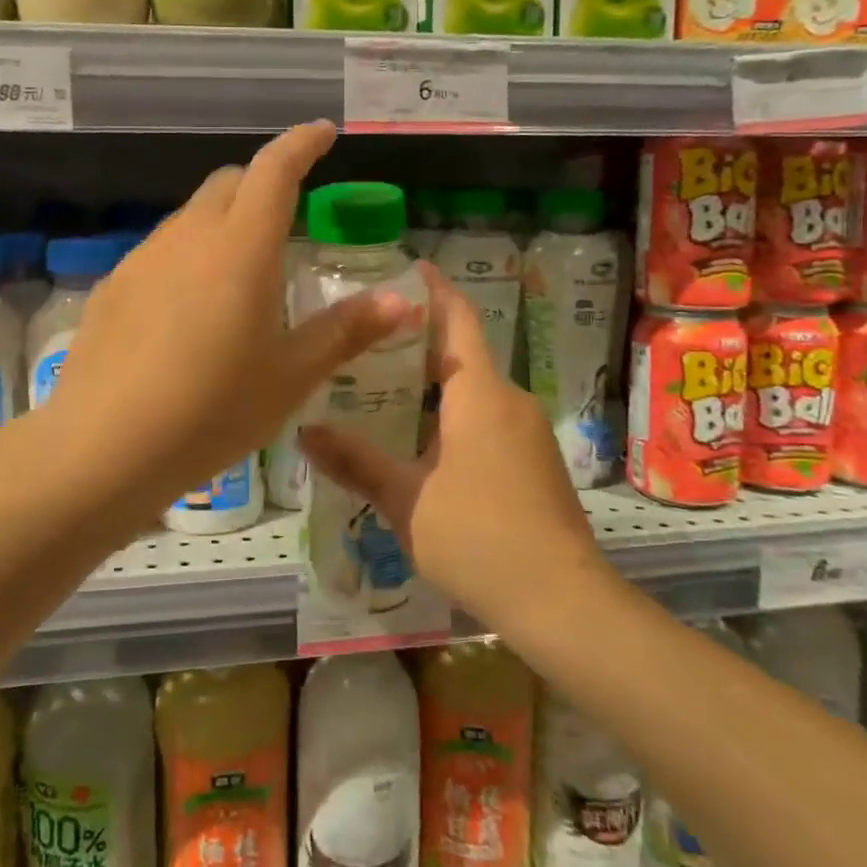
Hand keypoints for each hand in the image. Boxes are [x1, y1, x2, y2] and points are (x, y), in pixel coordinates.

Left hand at [40, 121, 420, 523]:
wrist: (103, 447)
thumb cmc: (212, 410)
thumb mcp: (290, 377)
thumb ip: (346, 331)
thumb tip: (401, 301)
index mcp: (241, 249)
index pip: (275, 170)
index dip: (302, 144)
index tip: (324, 133)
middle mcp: (189, 237)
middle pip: (230, 183)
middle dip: (263, 182)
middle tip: (288, 217)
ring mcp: (144, 258)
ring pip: (192, 216)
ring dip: (223, 222)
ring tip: (240, 274)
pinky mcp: (114, 286)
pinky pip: (161, 251)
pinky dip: (188, 256)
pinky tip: (188, 311)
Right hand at [299, 263, 607, 632]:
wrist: (561, 601)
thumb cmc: (478, 536)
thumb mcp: (405, 499)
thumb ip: (355, 461)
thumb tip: (305, 431)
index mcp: (479, 393)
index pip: (457, 320)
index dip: (435, 289)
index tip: (411, 265)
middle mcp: (509, 400)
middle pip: (462, 355)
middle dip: (419, 343)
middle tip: (368, 340)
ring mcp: (527, 432)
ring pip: (474, 392)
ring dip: (434, 385)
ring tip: (383, 390)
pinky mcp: (535, 462)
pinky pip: (488, 420)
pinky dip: (453, 415)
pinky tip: (421, 443)